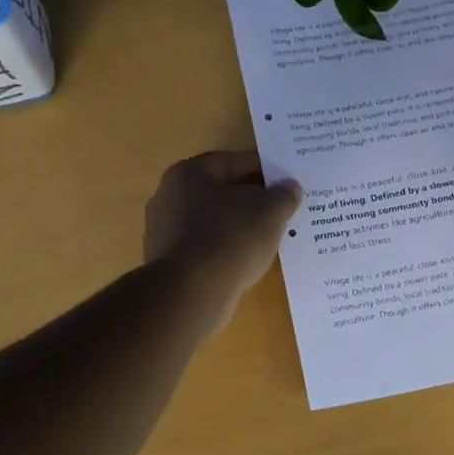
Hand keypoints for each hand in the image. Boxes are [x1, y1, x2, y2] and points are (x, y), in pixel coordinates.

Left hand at [144, 150, 301, 326]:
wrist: (191, 292)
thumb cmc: (230, 238)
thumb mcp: (270, 211)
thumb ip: (284, 195)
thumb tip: (290, 187)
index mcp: (188, 173)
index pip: (232, 162)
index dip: (264, 168)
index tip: (286, 180)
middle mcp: (168, 197)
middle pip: (220, 192)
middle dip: (250, 199)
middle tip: (280, 209)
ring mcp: (163, 232)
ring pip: (212, 222)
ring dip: (238, 227)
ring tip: (268, 238)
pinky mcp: (167, 264)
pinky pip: (204, 248)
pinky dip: (224, 250)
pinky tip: (245, 261)